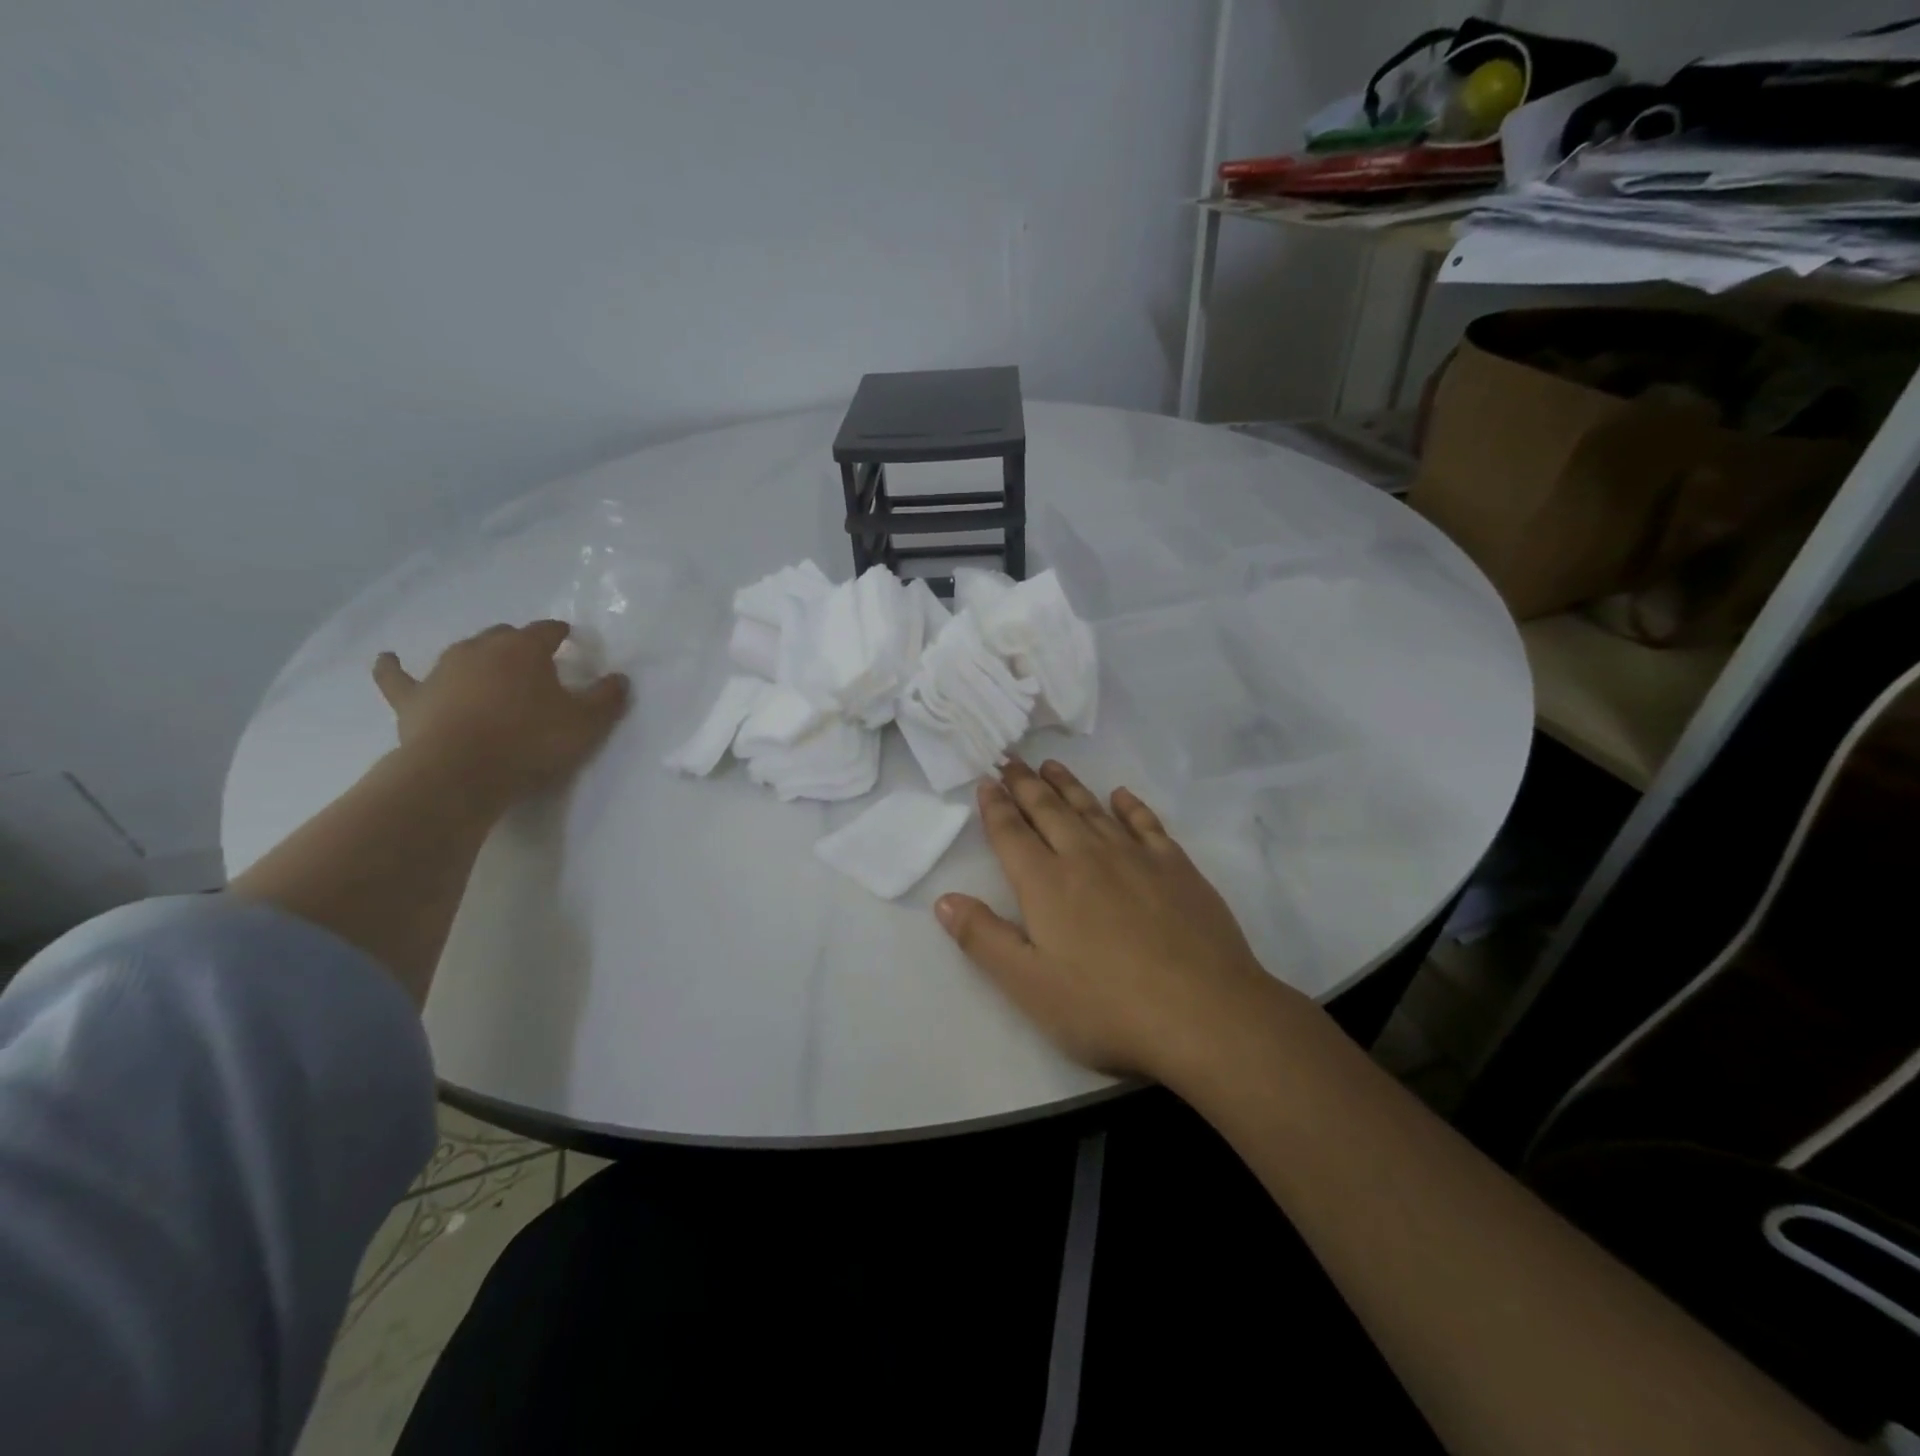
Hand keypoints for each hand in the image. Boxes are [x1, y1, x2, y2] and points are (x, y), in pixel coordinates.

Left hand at [372, 621, 629, 802]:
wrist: (461, 771)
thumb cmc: (531, 741)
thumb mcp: (586, 723)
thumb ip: (607, 697)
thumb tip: (619, 678)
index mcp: (524, 650)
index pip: (546, 631)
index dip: (559, 634)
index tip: (570, 640)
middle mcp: (481, 649)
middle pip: (503, 636)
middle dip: (519, 643)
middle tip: (534, 663)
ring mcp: (441, 671)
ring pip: (462, 651)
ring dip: (477, 655)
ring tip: (488, 667)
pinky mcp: (412, 697)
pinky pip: (397, 677)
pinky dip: (392, 667)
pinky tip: (387, 658)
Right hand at [934, 758, 1290, 1080]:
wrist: (1204, 1013)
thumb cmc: (1106, 1007)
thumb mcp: (1029, 985)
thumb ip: (983, 938)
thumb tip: (943, 899)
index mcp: (1046, 884)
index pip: (1011, 834)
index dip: (995, 806)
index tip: (986, 781)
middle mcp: (1086, 857)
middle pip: (1048, 810)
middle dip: (1025, 784)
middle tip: (1011, 759)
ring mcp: (1135, 857)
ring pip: (1092, 810)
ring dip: (1069, 786)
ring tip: (1051, 766)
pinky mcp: (1176, 867)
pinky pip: (1146, 824)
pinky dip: (1130, 806)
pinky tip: (1121, 796)